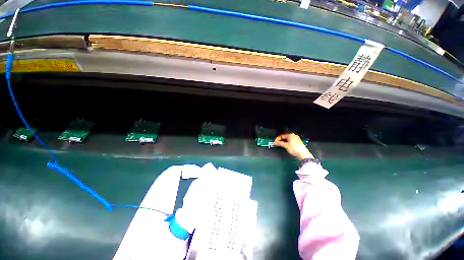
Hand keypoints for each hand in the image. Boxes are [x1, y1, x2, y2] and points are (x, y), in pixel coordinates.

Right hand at [274, 133, 313, 160]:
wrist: (303, 154)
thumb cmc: (295, 149)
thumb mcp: (286, 145)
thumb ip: (280, 143)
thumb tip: (276, 142)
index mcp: (291, 135)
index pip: (282, 136)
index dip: (277, 139)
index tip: (275, 142)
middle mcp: (294, 136)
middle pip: (285, 137)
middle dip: (280, 140)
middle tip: (277, 143)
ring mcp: (296, 139)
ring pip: (287, 140)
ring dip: (283, 142)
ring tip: (281, 145)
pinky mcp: (298, 143)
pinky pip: (290, 141)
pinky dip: (287, 143)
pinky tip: (286, 146)